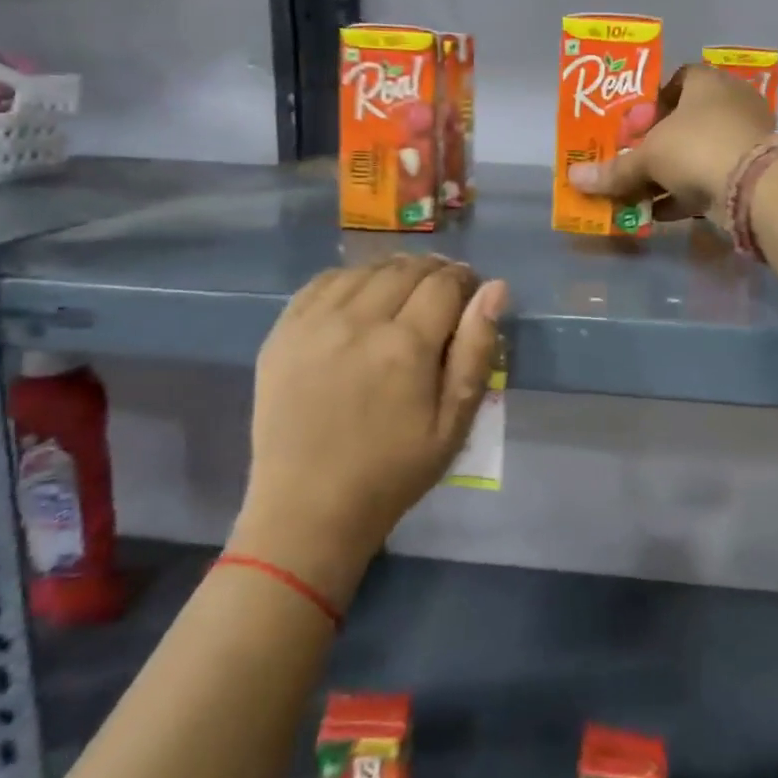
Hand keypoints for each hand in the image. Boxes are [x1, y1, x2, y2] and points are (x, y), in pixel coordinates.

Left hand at [230, 256, 507, 603]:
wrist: (307, 509)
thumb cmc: (393, 472)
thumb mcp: (454, 423)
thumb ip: (477, 351)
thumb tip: (495, 289)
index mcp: (406, 346)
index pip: (445, 283)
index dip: (465, 280)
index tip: (471, 292)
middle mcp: (358, 322)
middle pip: (406, 268)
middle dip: (434, 271)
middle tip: (443, 293)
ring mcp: (314, 324)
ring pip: (365, 270)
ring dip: (394, 272)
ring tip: (405, 293)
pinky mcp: (282, 333)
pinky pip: (322, 283)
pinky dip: (351, 279)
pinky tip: (361, 297)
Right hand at [568, 63, 776, 222]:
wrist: (754, 187)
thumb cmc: (695, 148)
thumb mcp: (647, 158)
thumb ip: (614, 170)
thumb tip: (574, 178)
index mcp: (707, 82)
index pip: (677, 80)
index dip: (650, 103)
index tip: (632, 128)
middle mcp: (730, 103)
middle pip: (686, 120)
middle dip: (657, 143)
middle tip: (634, 162)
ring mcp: (746, 137)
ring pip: (699, 152)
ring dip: (669, 172)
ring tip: (639, 193)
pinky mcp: (752, 171)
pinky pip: (712, 177)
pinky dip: (687, 193)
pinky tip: (660, 212)